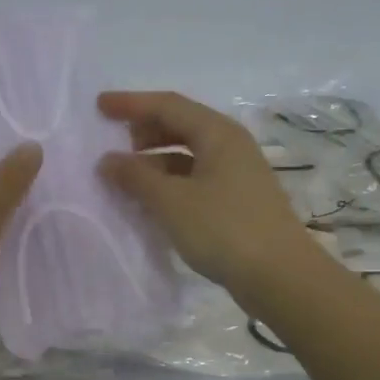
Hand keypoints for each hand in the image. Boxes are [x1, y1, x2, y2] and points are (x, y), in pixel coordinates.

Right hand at [97, 90, 318, 304]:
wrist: (280, 276)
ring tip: (128, 175)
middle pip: (182, 124)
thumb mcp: (172, 202)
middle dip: (145, 129)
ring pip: (189, 153)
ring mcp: (238, 174)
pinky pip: (197, 177)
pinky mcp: (239, 201)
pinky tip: (154, 200)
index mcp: (218, 133)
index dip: (131, 104)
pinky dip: (171, 181)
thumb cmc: (224, 229)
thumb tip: (107, 160)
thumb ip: (136, 177)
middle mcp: (231, 145)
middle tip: (114, 141)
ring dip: (156, 159)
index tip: (99, 106)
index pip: (168, 105)